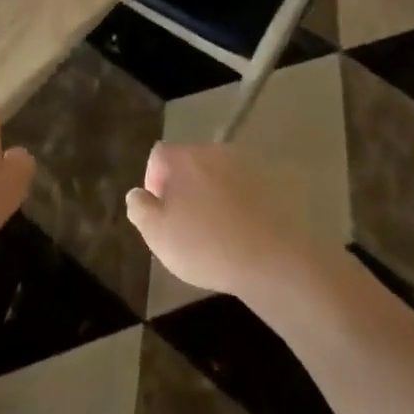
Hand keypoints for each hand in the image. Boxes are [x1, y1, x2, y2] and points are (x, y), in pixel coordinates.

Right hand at [124, 143, 306, 298]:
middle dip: (184, 187)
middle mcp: (216, 152)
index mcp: (185, 158)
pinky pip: (246, 189)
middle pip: (190, 163)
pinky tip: (242, 231)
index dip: (153, 181)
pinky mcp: (274, 183)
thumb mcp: (157, 234)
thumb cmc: (207, 246)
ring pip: (220, 175)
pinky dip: (240, 203)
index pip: (158, 156)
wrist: (274, 261)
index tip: (160, 211)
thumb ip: (140, 208)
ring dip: (213, 194)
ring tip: (216, 230)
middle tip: (185, 223)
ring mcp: (248, 165)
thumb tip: (138, 193)